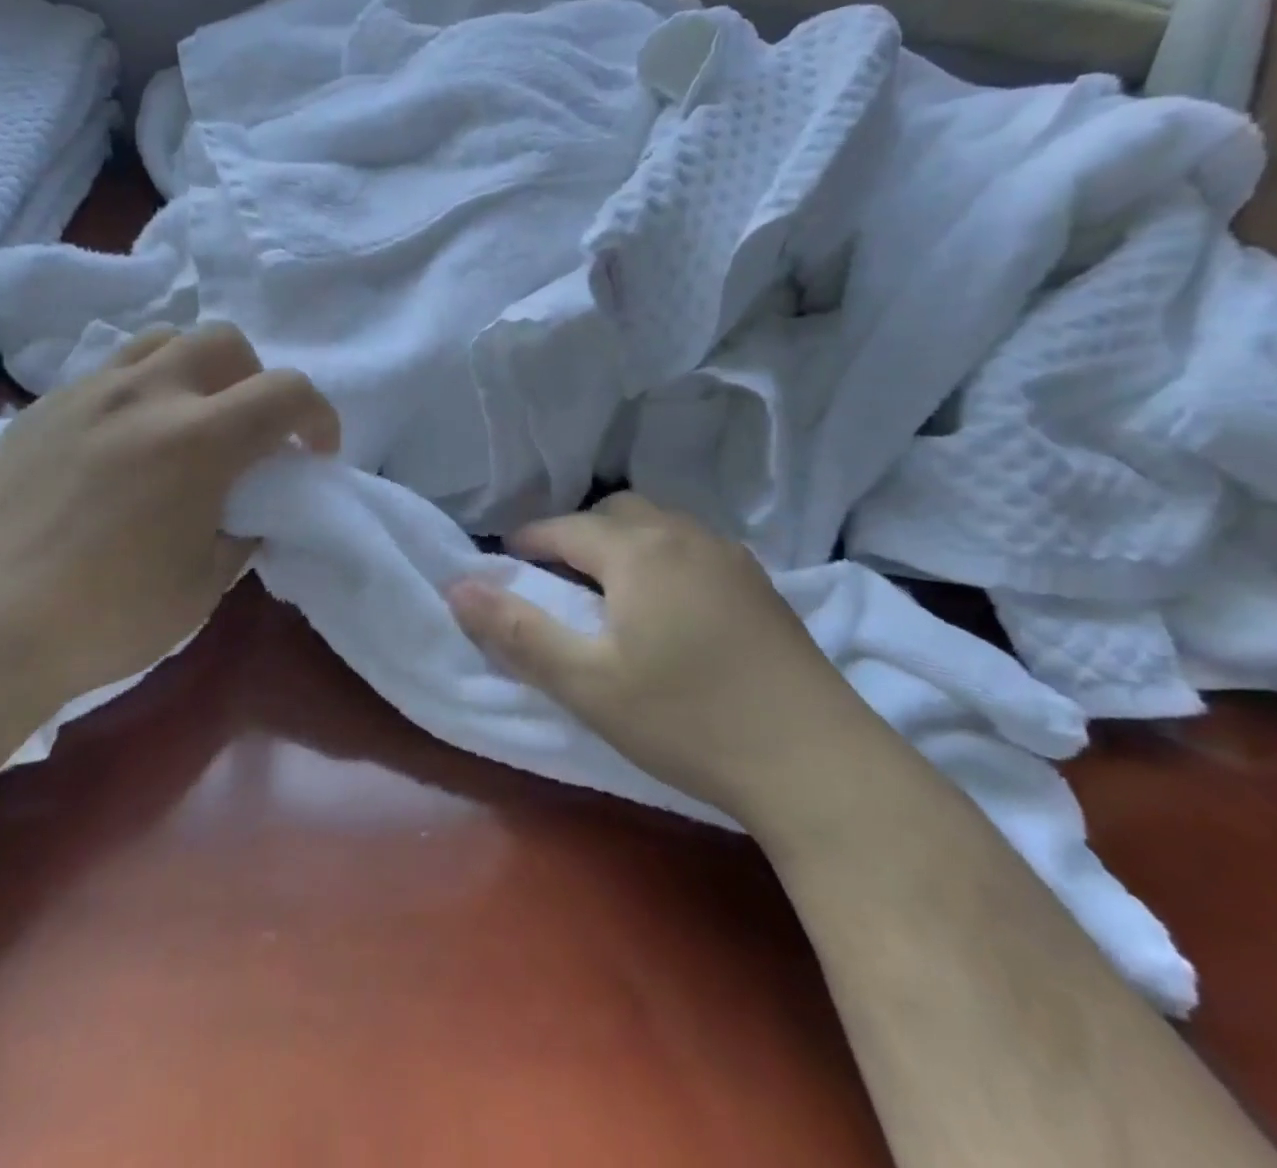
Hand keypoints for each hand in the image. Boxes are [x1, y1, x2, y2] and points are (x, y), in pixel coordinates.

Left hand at [0, 324, 338, 700]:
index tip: (315, 453)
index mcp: (198, 440)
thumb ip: (241, 530)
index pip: (287, 391)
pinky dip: (140, 391)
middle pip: (224, 342)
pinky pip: (107, 373)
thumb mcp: (203, 584)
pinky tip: (122, 445)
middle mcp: (146, 396)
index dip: (318, 416)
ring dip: (195, 371)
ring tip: (187, 422)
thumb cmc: (106, 617)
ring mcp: (86, 394)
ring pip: (162, 341)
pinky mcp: (40, 408)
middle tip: (249, 434)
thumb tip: (246, 508)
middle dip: (256, 380)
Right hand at [446, 493, 877, 830]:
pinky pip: (693, 547)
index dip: (528, 540)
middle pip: (616, 513)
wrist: (818, 764)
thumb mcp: (586, 683)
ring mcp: (732, 558)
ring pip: (660, 526)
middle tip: (555, 578)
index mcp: (639, 551)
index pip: (566, 528)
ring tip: (607, 591)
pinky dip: (661, 558)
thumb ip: (517, 631)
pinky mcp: (762, 585)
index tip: (504, 560)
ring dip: (622, 543)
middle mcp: (686, 536)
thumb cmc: (687, 720)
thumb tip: (458, 587)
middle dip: (576, 535)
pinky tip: (667, 607)